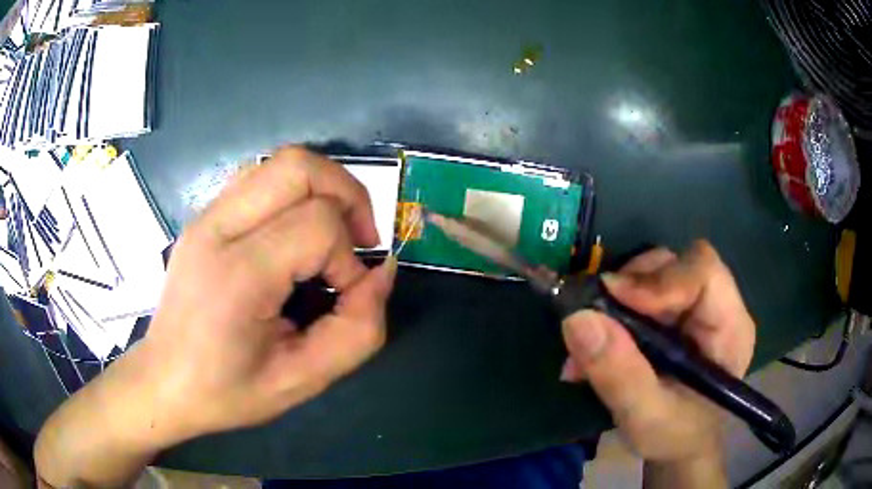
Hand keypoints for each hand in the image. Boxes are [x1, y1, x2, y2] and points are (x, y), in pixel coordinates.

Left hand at [34, 147, 396, 487]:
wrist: (164, 381)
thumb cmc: (227, 391)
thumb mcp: (302, 381)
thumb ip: (357, 331)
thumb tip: (382, 273)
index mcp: (237, 275)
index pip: (317, 225)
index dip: (349, 258)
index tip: (344, 295)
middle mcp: (217, 229)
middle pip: (299, 167)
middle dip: (347, 195)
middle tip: (359, 238)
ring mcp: (206, 216)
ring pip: (280, 162)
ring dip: (322, 187)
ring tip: (333, 232)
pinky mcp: (204, 216)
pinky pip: (260, 178)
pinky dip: (294, 192)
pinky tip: (295, 232)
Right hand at [560, 241, 754, 462]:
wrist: (677, 445)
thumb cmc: (674, 437)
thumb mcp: (646, 417)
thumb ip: (619, 374)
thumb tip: (577, 318)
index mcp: (730, 327)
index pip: (703, 271)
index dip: (658, 278)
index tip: (612, 298)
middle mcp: (717, 305)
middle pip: (675, 264)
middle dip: (630, 287)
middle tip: (594, 318)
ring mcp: (695, 307)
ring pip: (653, 274)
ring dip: (615, 301)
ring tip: (588, 344)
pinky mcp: (674, 313)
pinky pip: (640, 293)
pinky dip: (612, 312)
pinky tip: (595, 346)